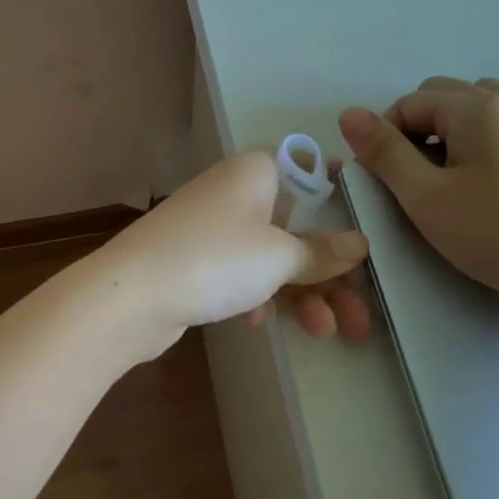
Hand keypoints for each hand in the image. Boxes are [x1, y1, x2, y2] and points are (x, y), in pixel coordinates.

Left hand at [96, 151, 370, 357]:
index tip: (369, 220)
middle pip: (295, 223)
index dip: (338, 188)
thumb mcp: (278, 256)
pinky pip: (240, 273)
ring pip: (270, 255)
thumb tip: (358, 243)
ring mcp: (210, 227)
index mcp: (254, 172)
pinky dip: (258, 296)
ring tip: (326, 333)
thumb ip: (321, 251)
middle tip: (360, 316)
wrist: (128, 296)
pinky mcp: (194, 261)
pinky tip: (258, 325)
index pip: (306, 165)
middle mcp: (232, 192)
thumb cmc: (214, 260)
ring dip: (301, 293)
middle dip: (329, 271)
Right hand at [339, 77, 498, 316]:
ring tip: (460, 160)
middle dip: (422, 122)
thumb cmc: (493, 235)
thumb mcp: (424, 197)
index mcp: (474, 110)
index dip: (386, 132)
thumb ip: (384, 152)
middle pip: (451, 93)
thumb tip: (350, 113)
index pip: (412, 102)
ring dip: (469, 117)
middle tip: (414, 172)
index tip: (382, 171)